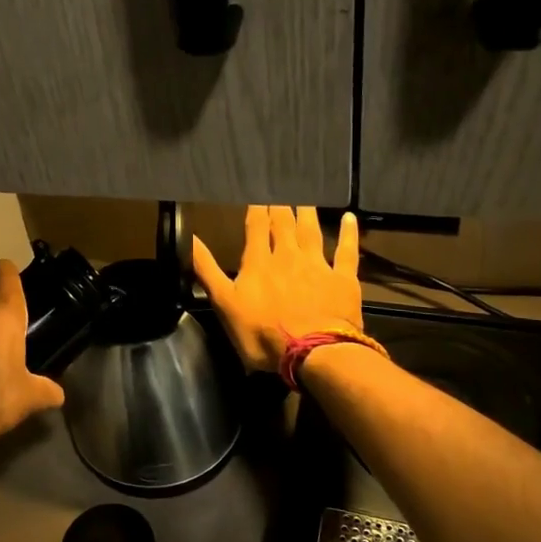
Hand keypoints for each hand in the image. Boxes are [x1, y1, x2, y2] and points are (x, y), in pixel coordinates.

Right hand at [192, 205, 362, 373]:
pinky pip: (347, 251)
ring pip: (311, 232)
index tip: (257, 194)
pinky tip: (349, 217)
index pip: (256, 228)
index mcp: (259, 262)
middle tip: (281, 190)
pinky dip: (349, 233)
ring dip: (307, 213)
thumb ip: (208, 270)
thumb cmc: (262, 333)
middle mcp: (288, 256)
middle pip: (283, 224)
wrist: (313, 351)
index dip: (256, 210)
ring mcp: (317, 266)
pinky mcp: (343, 279)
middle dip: (280, 207)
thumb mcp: (224, 304)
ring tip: (305, 198)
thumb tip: (191, 238)